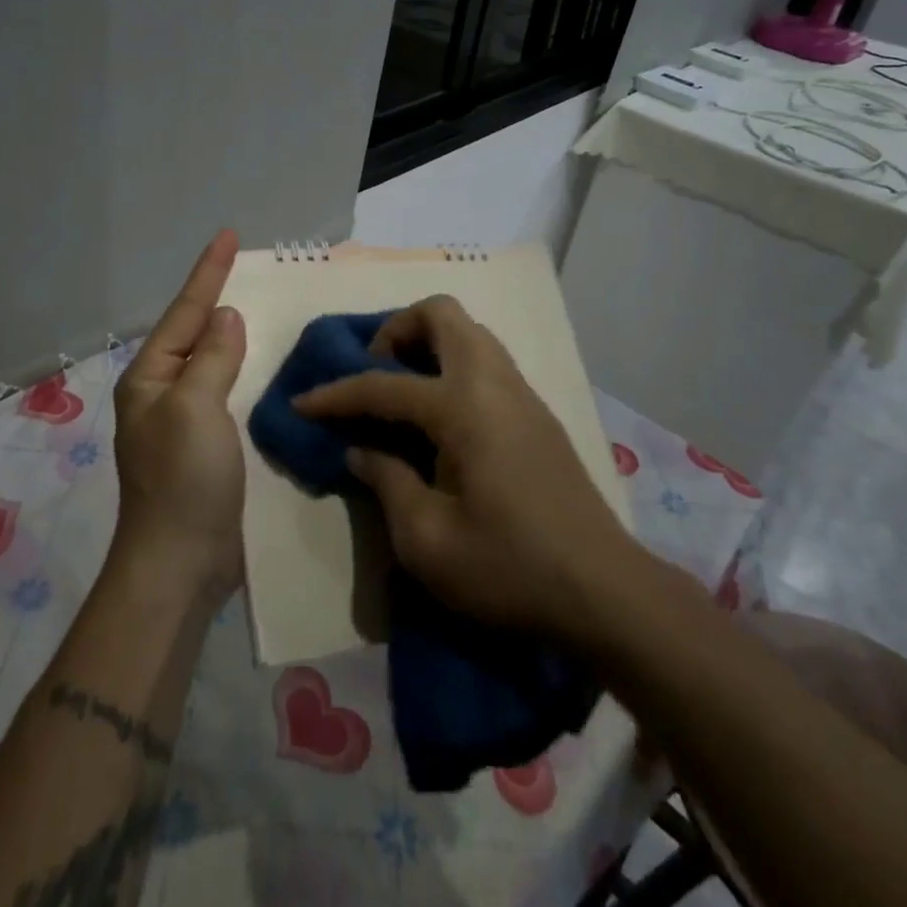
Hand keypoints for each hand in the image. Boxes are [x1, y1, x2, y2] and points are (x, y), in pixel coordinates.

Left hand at [110, 230, 247, 603]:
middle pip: (192, 332)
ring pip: (210, 362)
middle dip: (215, 298)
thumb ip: (212, 357)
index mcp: (150, 377)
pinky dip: (241, 370)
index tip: (229, 235)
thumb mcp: (195, 406)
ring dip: (229, 333)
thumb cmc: (183, 479)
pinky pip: (224, 391)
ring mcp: (182, 420)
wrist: (180, 563)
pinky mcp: (205, 445)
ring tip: (254, 304)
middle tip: (243, 265)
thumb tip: (225, 317)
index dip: (208, 272)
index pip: (184, 312)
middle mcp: (162, 392)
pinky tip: (258, 363)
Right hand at [293, 295, 639, 639]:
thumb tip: (361, 449)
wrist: (605, 593)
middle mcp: (493, 383)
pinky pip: (486, 362)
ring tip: (402, 392)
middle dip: (397, 330)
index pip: (383, 385)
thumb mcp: (427, 540)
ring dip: (428, 345)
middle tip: (374, 372)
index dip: (335, 394)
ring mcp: (521, 394)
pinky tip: (440, 419)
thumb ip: (386, 482)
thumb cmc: (509, 569)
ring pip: (469, 333)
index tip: (301, 403)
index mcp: (463, 407)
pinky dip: (452, 367)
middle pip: (441, 314)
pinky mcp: (537, 414)